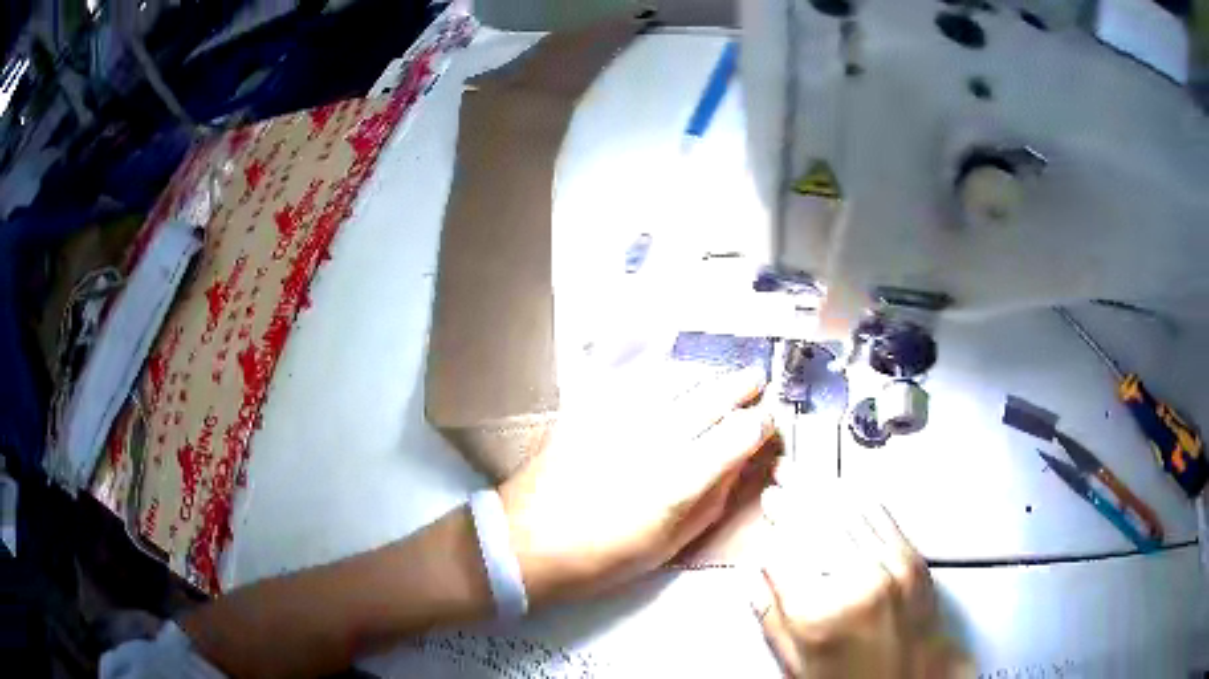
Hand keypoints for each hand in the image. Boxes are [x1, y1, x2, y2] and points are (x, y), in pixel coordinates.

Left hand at [498, 369, 774, 606]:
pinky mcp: (589, 407)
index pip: (741, 432)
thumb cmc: (602, 558)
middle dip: (743, 384)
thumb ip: (712, 501)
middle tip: (756, 379)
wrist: (527, 542)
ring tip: (718, 377)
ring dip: (706, 374)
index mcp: (681, 479)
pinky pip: (634, 376)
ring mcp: (620, 417)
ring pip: (678, 377)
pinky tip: (671, 373)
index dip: (762, 422)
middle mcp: (656, 438)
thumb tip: (739, 465)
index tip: (767, 422)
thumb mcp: (669, 545)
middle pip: (714, 395)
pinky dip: (662, 370)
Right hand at [755, 480, 971, 678]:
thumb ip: (771, 615)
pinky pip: (881, 516)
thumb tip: (752, 574)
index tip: (766, 510)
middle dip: (794, 495)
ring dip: (823, 487)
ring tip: (804, 472)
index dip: (773, 526)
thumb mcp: (796, 662)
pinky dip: (858, 496)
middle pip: (817, 523)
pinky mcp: (913, 558)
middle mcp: (857, 581)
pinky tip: (844, 486)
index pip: (786, 551)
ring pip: (848, 512)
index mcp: (819, 613)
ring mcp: (891, 565)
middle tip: (779, 476)